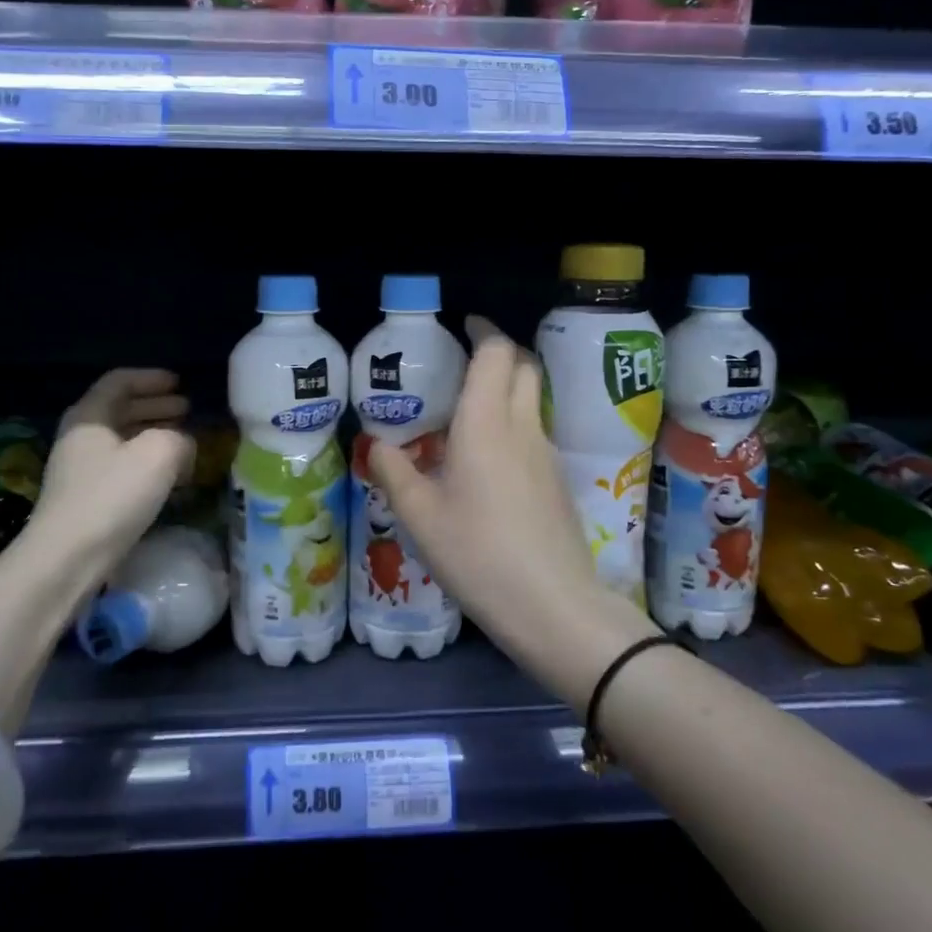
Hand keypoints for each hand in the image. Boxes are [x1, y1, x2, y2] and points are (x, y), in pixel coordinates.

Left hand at [29, 369, 194, 583]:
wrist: (67, 559)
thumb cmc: (112, 496)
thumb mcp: (159, 453)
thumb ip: (179, 438)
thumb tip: (183, 443)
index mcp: (89, 416)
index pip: (119, 381)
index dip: (151, 378)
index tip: (179, 383)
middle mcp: (80, 438)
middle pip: (119, 409)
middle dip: (155, 406)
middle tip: (186, 409)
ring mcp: (79, 471)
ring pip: (121, 440)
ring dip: (153, 435)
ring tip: (183, 440)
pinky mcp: (85, 500)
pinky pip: (120, 467)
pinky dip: (146, 462)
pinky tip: (167, 476)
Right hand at [369, 318, 655, 700]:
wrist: (553, 606)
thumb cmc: (477, 553)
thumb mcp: (419, 516)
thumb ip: (393, 473)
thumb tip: (375, 445)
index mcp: (486, 423)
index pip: (496, 352)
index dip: (483, 330)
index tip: (463, 325)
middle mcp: (522, 427)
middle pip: (524, 366)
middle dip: (499, 351)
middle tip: (463, 362)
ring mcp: (546, 453)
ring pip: (532, 399)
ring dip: (507, 388)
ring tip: (467, 410)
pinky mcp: (557, 480)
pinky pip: (534, 431)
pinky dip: (513, 422)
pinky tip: (487, 458)